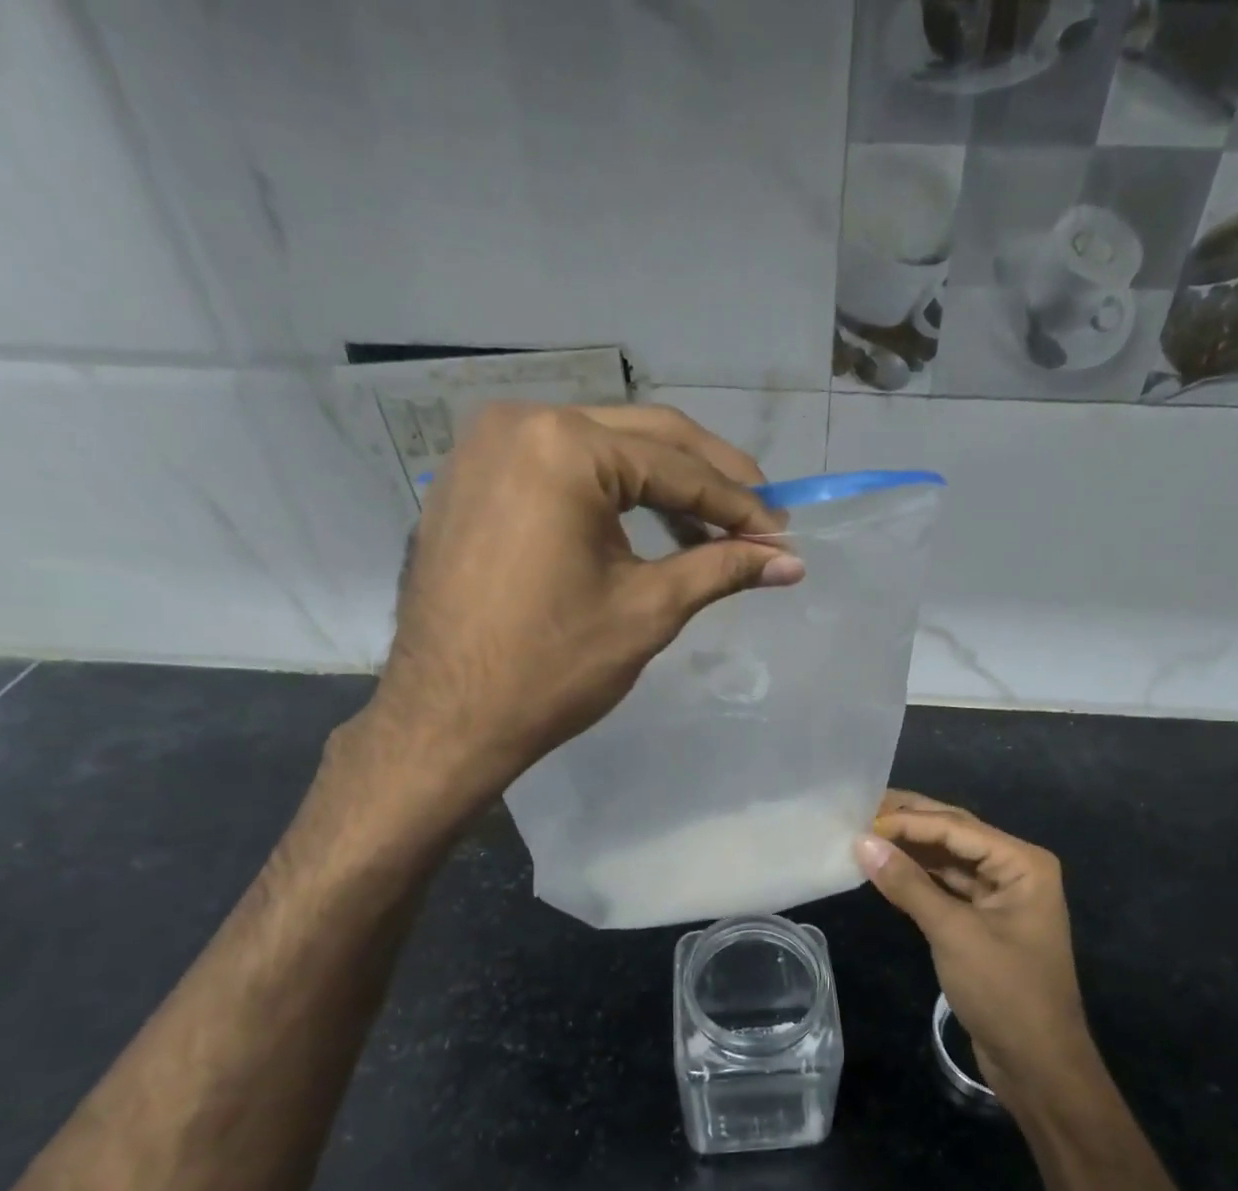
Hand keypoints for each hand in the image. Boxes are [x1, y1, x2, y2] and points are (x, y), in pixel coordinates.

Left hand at [346, 403, 803, 807]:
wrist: (446, 720)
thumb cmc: (552, 666)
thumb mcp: (649, 610)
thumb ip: (722, 570)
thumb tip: (791, 562)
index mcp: (565, 447)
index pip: (678, 468)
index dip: (739, 506)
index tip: (783, 535)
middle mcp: (520, 422)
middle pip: (643, 439)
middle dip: (708, 479)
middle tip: (760, 516)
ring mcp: (485, 448)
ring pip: (601, 450)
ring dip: (661, 486)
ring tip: (709, 532)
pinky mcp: (471, 480)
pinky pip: (558, 470)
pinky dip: (608, 495)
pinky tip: (643, 529)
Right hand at [856, 791, 1097, 1111]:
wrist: (1038, 1065)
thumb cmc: (1005, 993)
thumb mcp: (954, 934)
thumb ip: (908, 884)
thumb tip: (862, 842)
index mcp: (1022, 863)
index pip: (956, 826)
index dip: (908, 820)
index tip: (860, 819)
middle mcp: (1013, 868)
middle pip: (954, 834)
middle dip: (909, 822)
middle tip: (859, 809)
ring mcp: (998, 894)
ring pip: (947, 859)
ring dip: (909, 848)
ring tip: (864, 833)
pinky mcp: (982, 919)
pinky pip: (945, 886)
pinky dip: (916, 877)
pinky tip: (884, 868)